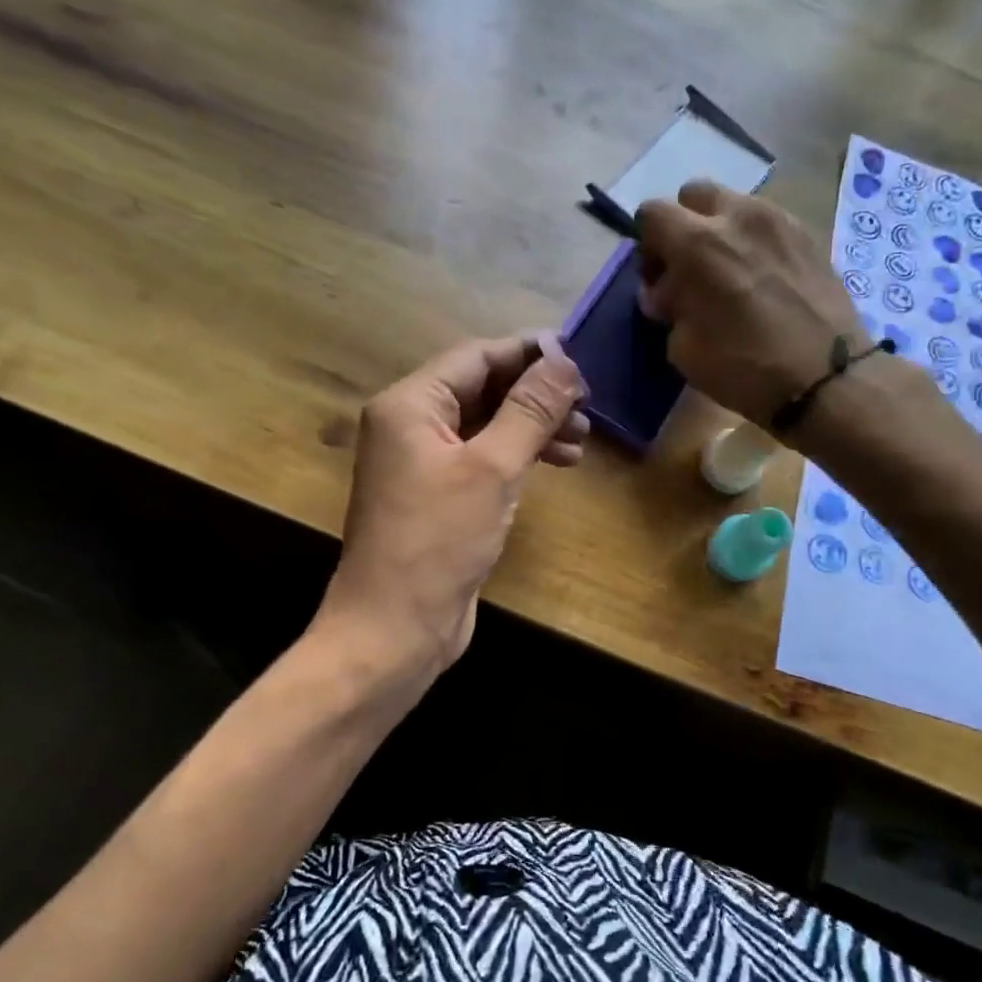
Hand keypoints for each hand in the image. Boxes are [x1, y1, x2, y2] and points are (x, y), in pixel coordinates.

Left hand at [318, 335, 587, 677]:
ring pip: (485, 424)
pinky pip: (481, 457)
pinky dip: (517, 455)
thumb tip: (564, 360)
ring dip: (532, 426)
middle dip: (535, 394)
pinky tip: (555, 463)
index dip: (529, 353)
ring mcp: (421, 462)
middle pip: (481, 388)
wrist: (395, 628)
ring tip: (581, 439)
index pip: (476, 357)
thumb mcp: (492, 468)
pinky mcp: (437, 495)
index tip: (580, 358)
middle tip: (587, 407)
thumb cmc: (439, 541)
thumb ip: (530, 410)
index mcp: (410, 405)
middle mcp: (410, 425)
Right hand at [638, 180, 866, 428]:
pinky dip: (754, 241)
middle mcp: (737, 217)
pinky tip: (761, 280)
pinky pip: (767, 222)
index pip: (652, 213)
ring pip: (734, 204)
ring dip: (721, 230)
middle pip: (694, 195)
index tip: (658, 280)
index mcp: (698, 243)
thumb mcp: (683, 349)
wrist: (826, 377)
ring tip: (729, 274)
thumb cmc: (745, 368)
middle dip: (684, 225)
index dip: (647, 246)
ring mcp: (779, 220)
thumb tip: (667, 293)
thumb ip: (669, 309)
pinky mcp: (808, 234)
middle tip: (689, 268)